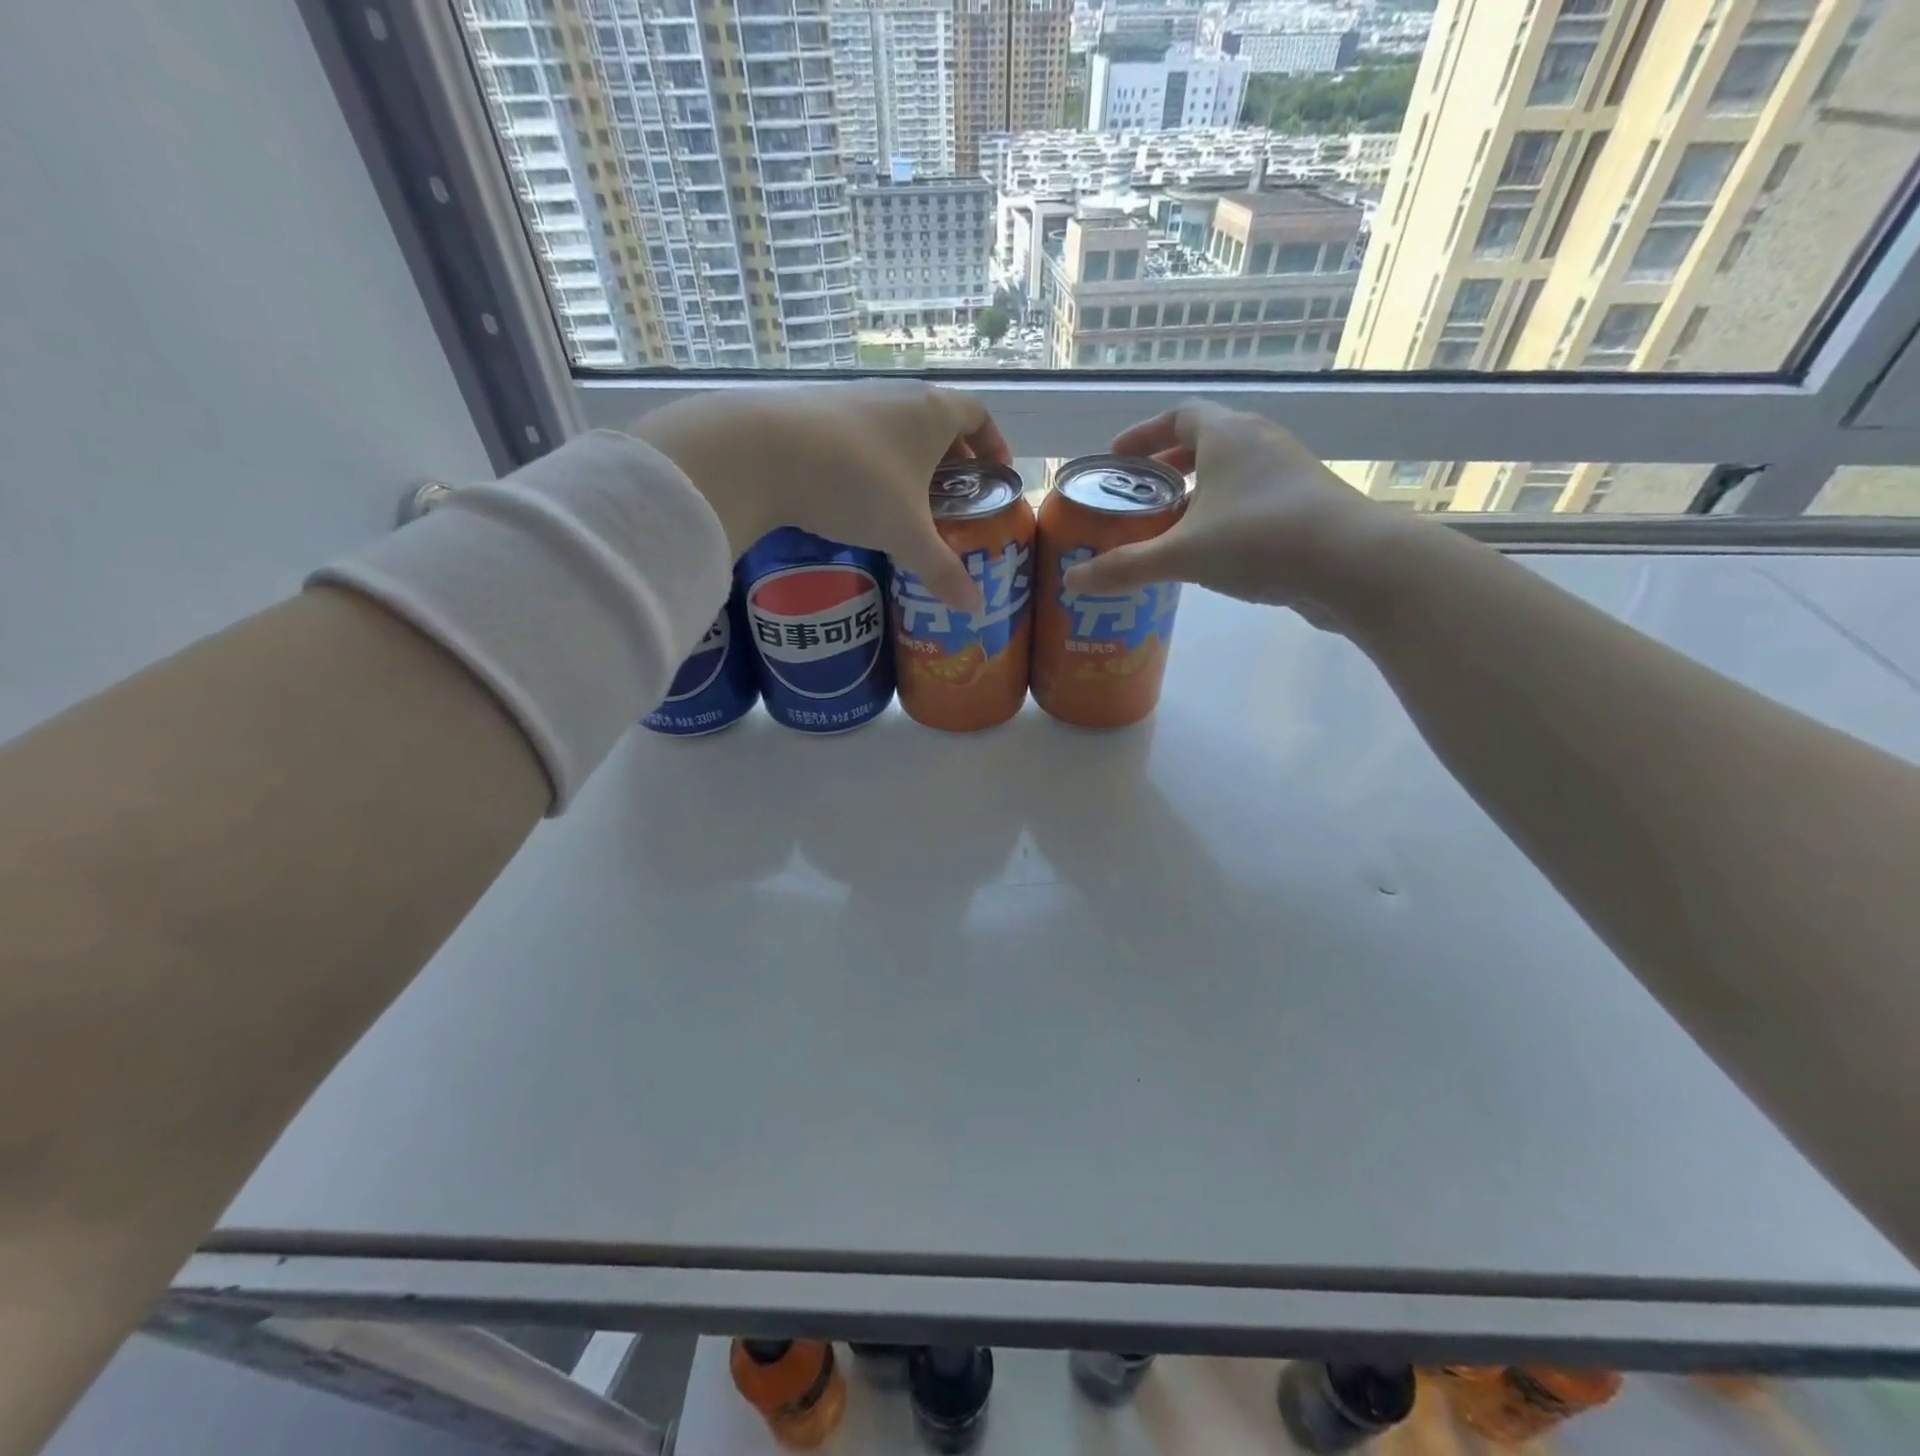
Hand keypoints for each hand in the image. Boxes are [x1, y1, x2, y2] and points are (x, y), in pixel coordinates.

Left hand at [631, 381, 1007, 611]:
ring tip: (907, 501)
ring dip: (909, 459)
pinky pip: (860, 433)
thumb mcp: (905, 535)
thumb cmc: (856, 485)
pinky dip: (872, 459)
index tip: (995, 474)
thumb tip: (974, 608)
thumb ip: (942, 570)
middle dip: (952, 458)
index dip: (993, 444)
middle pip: (937, 420)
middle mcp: (897, 395)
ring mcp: (853, 398)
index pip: (978, 414)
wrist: (762, 452)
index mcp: (932, 412)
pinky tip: (857, 494)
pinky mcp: (815, 410)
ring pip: (896, 426)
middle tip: (953, 498)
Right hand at [1062, 400, 1408, 629]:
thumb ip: (1126, 566)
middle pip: (1205, 441)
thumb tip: (1073, 581)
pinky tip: (1212, 550)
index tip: (1117, 458)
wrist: (1354, 565)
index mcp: (1228, 435)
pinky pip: (1252, 497)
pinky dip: (1224, 512)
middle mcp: (1260, 442)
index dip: (1144, 434)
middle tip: (1138, 494)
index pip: (1178, 416)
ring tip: (1169, 525)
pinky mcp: (1306, 505)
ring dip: (1198, 491)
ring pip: (1232, 471)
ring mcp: (1288, 473)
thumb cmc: (1260, 540)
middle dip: (1167, 465)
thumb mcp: (1183, 555)